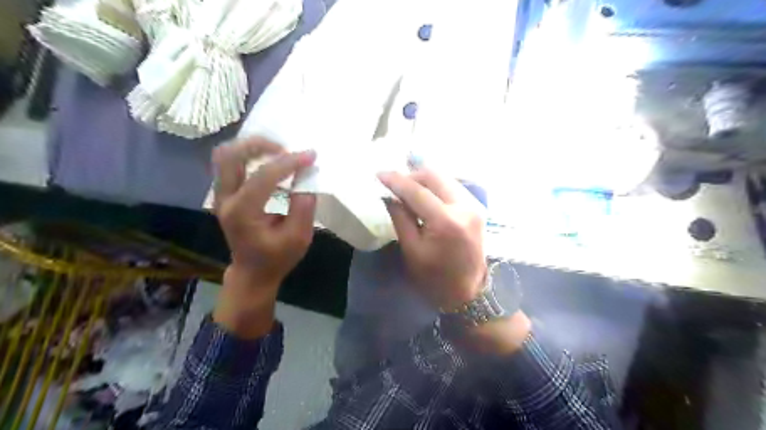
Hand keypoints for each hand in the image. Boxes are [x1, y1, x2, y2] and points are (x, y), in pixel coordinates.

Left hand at [210, 137, 315, 338]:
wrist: (253, 272)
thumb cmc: (277, 258)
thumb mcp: (299, 237)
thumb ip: (303, 206)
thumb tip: (306, 177)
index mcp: (242, 213)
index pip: (263, 176)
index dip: (289, 162)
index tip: (311, 156)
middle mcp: (225, 200)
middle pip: (231, 155)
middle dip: (260, 145)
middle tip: (285, 148)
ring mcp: (221, 196)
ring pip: (226, 156)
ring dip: (252, 147)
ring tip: (278, 151)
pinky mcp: (225, 195)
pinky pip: (230, 164)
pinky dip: (249, 156)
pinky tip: (270, 163)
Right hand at [377, 167, 483, 311]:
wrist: (468, 292)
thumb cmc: (435, 278)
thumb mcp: (411, 250)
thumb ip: (400, 218)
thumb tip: (389, 195)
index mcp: (446, 221)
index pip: (417, 191)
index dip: (396, 181)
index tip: (379, 174)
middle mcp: (464, 207)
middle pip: (434, 176)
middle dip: (411, 175)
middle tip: (394, 184)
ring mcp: (474, 206)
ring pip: (445, 178)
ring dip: (424, 180)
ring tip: (407, 189)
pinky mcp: (477, 208)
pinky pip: (453, 187)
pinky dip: (436, 186)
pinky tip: (425, 195)